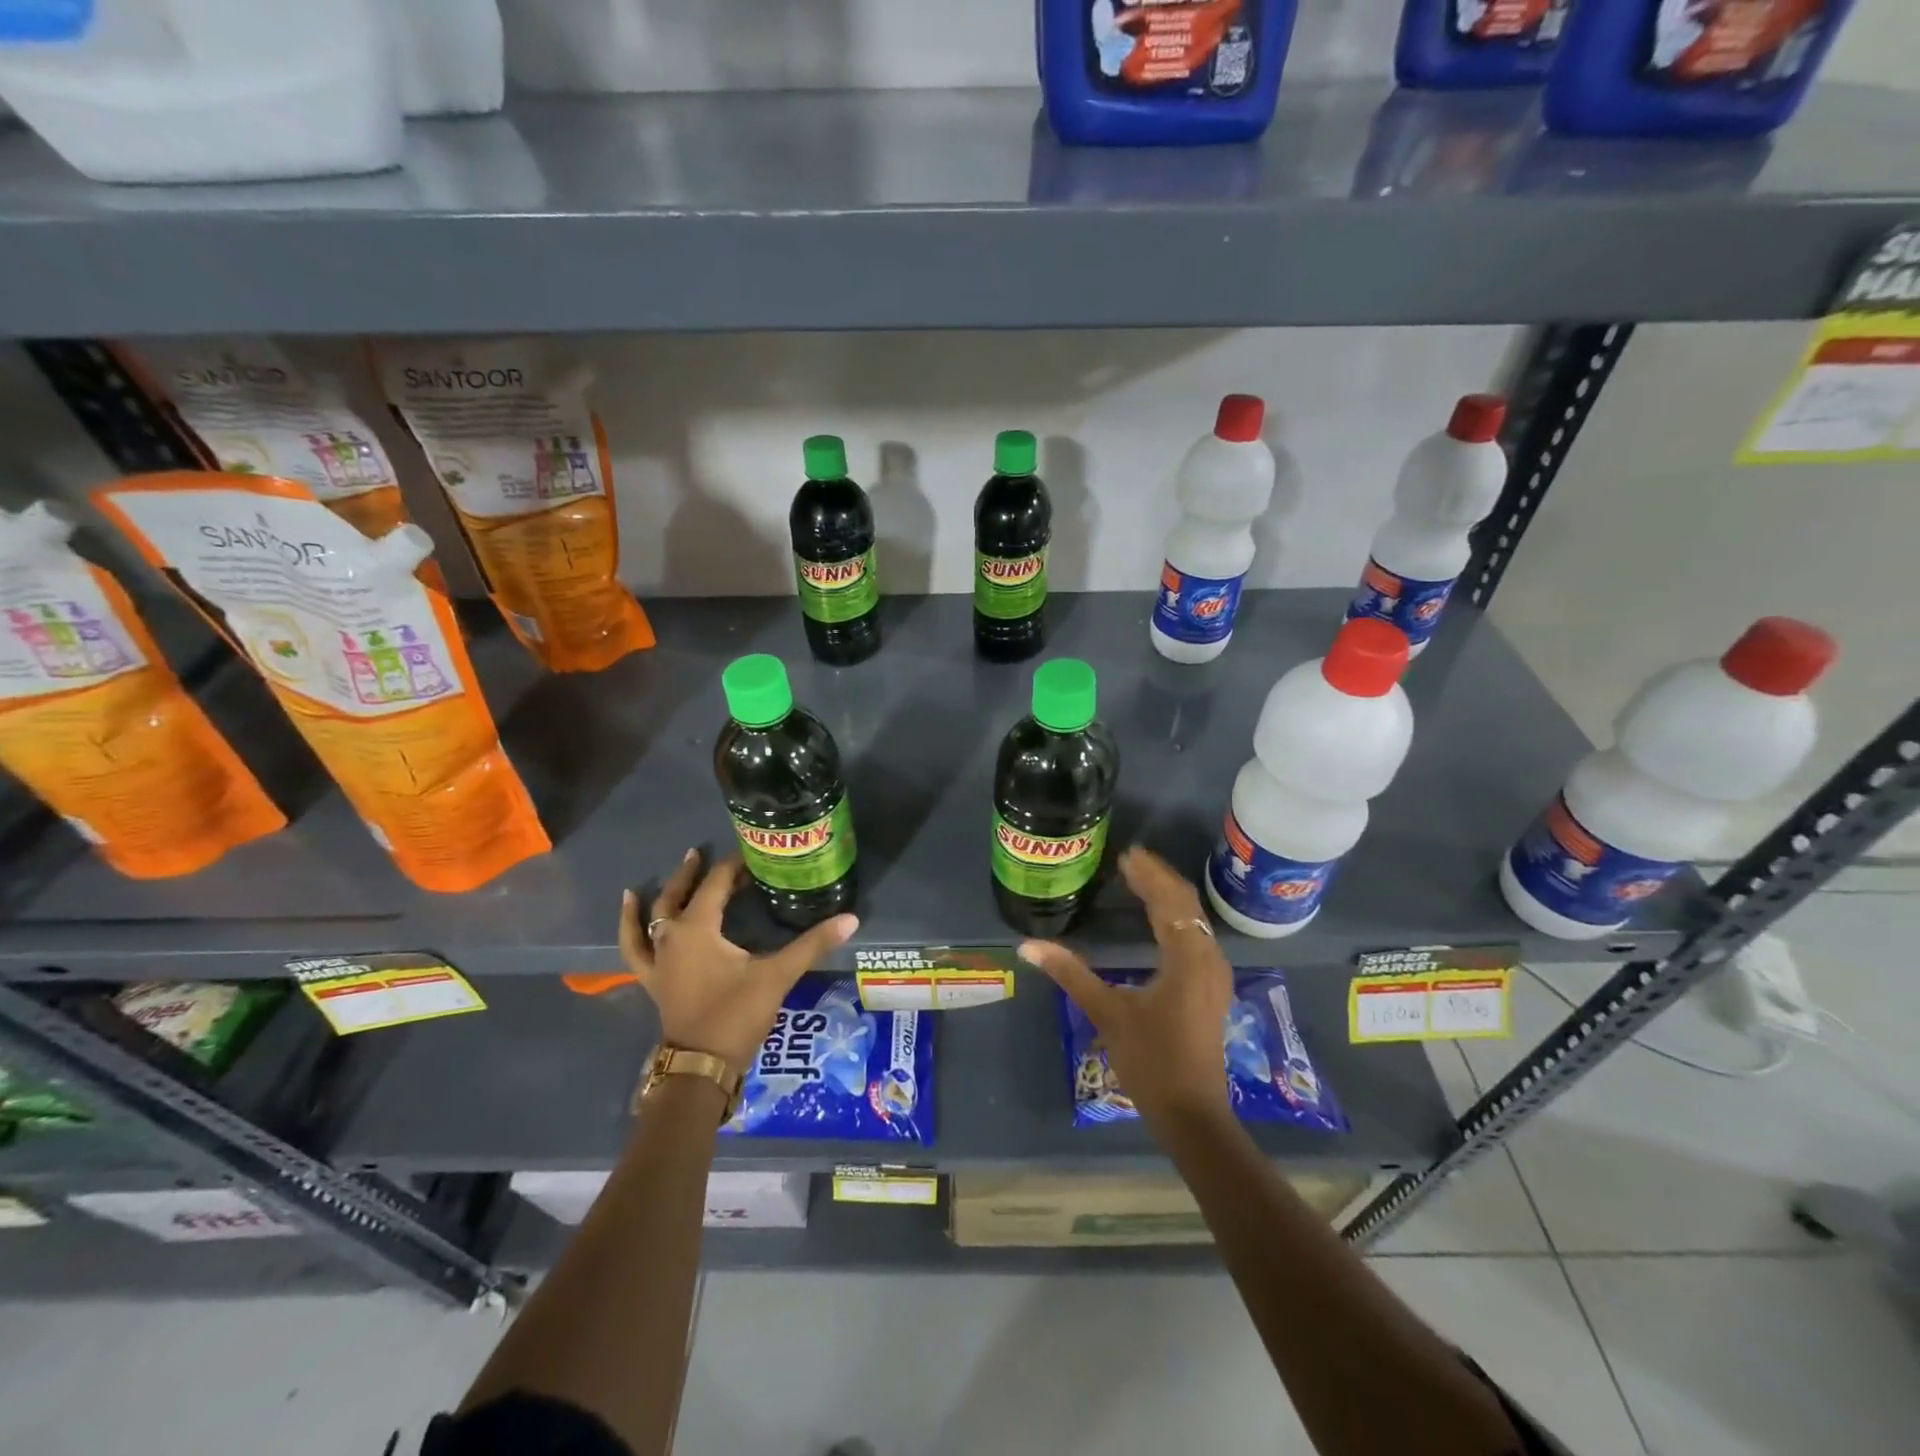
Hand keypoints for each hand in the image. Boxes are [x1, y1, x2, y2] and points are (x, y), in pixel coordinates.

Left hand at [619, 850, 857, 1070]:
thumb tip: (851, 919)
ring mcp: (658, 959)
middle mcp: (671, 936)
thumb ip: (812, 944)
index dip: (734, 867)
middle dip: (695, 872)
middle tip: (705, 852)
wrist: (701, 1066)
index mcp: (697, 928)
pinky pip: (634, 945)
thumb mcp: (777, 976)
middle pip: (680, 894)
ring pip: (653, 915)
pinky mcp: (653, 979)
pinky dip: (629, 925)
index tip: (754, 856)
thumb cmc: (736, 1015)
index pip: (716, 884)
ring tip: (670, 872)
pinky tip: (629, 909)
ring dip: (662, 892)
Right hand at [1019, 845, 1231, 1128]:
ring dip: (1169, 896)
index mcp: (1187, 957)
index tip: (1126, 854)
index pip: (1169, 901)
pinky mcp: (1210, 988)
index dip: (1148, 875)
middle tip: (1131, 859)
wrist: (1191, 1113)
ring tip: (1140, 879)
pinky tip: (1158, 919)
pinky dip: (1176, 917)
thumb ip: (1070, 973)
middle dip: (1159, 878)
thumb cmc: (1150, 1060)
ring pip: (1194, 920)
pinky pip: (1196, 936)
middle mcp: (1208, 958)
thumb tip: (1028, 945)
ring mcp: (1214, 974)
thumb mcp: (1107, 1012)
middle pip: (1186, 904)